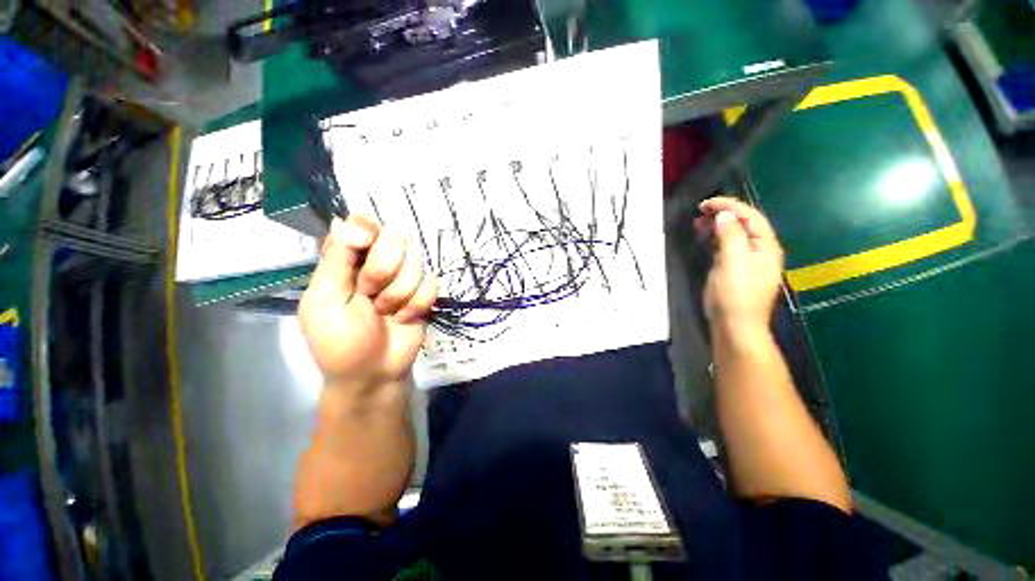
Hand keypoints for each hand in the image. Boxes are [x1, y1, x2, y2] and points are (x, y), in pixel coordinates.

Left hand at [298, 215, 436, 386]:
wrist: (374, 373)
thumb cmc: (339, 341)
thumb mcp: (326, 301)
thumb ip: (336, 260)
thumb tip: (343, 218)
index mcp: (349, 259)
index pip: (365, 223)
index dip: (369, 229)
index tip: (365, 243)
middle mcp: (380, 261)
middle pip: (397, 237)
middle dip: (384, 269)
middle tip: (369, 293)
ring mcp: (406, 277)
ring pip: (417, 262)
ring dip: (400, 293)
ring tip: (386, 312)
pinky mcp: (425, 292)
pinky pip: (432, 284)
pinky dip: (417, 304)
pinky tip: (404, 317)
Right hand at [694, 197, 783, 334]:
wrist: (735, 326)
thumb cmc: (735, 294)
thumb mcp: (732, 262)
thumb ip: (730, 236)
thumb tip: (724, 215)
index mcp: (765, 247)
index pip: (750, 217)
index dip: (729, 206)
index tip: (706, 203)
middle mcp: (760, 251)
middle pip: (744, 224)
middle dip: (723, 214)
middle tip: (700, 212)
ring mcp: (748, 262)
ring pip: (735, 235)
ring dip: (718, 226)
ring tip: (698, 223)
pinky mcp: (736, 271)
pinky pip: (728, 247)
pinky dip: (716, 239)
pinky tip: (705, 240)